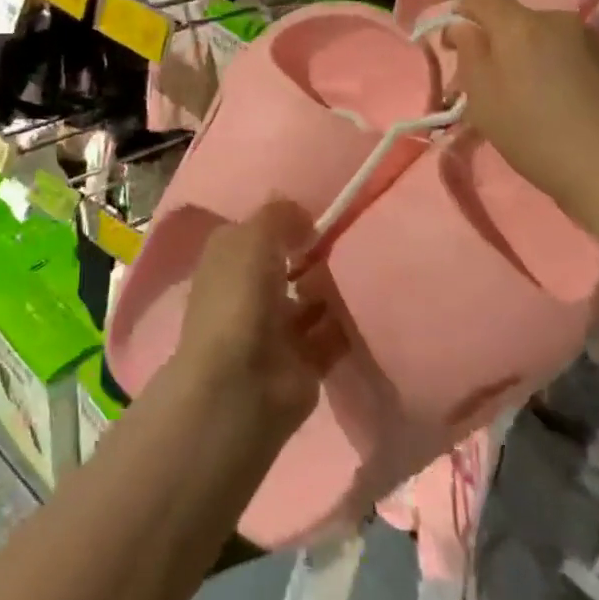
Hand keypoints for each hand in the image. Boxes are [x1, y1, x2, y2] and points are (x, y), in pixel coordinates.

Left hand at [174, 201, 347, 446]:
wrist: (241, 386)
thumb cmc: (240, 298)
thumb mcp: (254, 237)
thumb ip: (280, 216)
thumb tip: (303, 216)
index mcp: (228, 259)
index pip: (258, 232)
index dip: (285, 222)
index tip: (321, 214)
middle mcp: (248, 291)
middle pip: (287, 265)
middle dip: (315, 255)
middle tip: (351, 240)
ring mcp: (275, 330)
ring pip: (311, 299)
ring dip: (334, 288)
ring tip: (363, 271)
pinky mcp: (303, 362)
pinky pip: (332, 335)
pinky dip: (349, 324)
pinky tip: (371, 305)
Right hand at [444, 0, 598, 235]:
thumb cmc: (537, 136)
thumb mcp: (483, 101)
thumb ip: (468, 55)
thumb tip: (463, 27)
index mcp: (520, 25)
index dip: (460, 12)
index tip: (454, 48)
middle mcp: (557, 20)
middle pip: (512, 18)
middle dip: (494, 42)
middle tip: (486, 83)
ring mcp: (589, 40)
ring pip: (540, 37)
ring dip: (524, 56)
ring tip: (524, 98)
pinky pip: (566, 53)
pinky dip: (551, 68)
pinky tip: (556, 104)